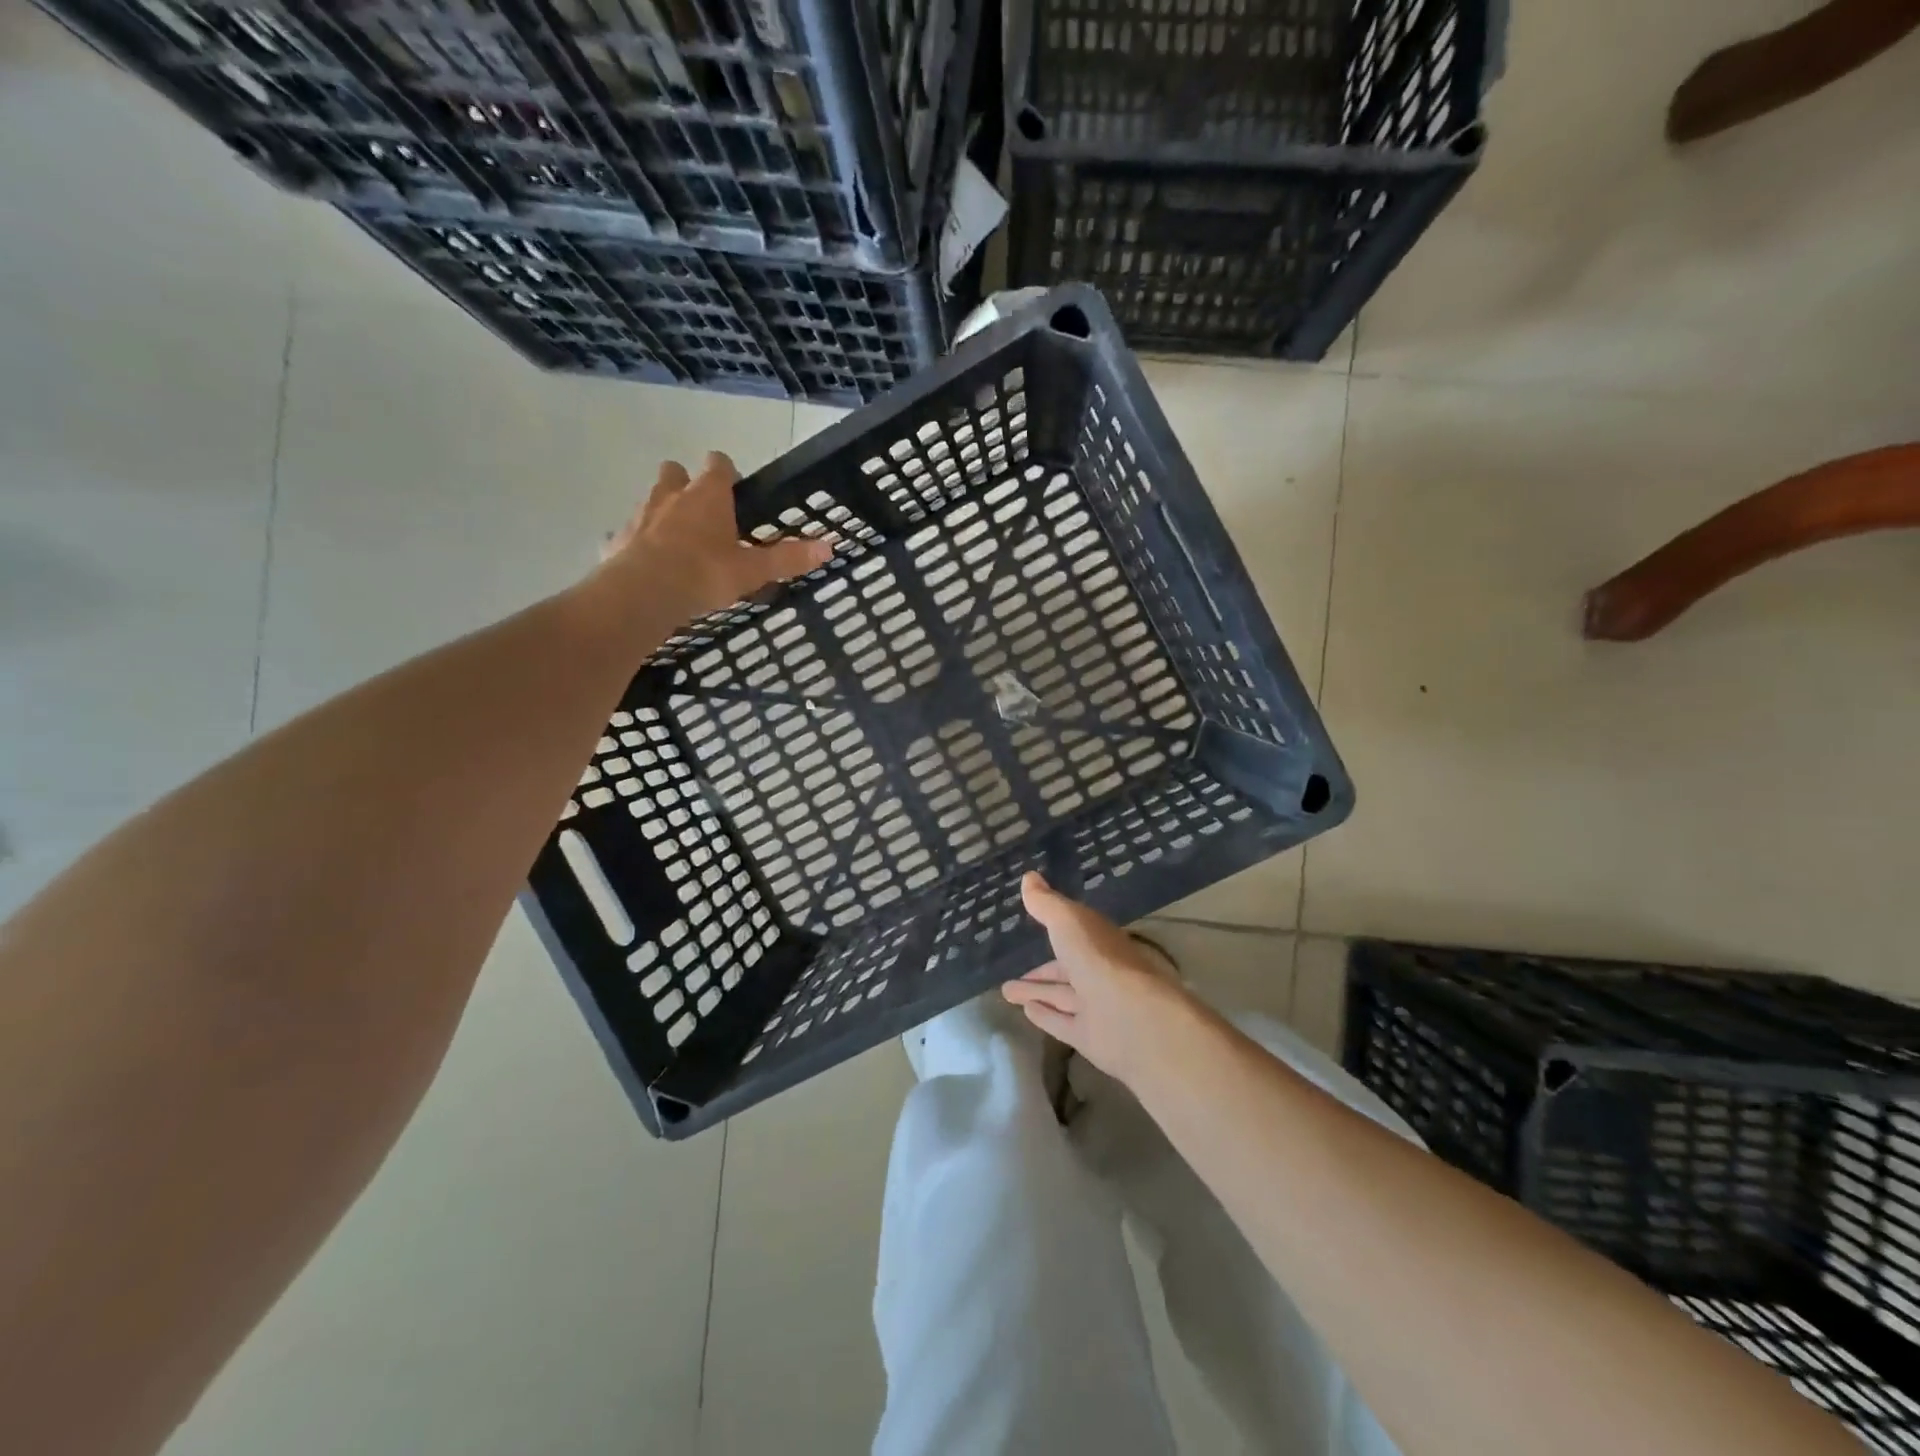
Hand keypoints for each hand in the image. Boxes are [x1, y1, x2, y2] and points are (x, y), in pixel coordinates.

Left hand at [600, 452, 830, 622]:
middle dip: (685, 483)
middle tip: (700, 510)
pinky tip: (645, 563)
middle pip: (674, 472)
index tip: (733, 485)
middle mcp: (671, 495)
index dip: (725, 470)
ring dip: (661, 511)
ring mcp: (640, 516)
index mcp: (708, 495)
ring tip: (676, 540)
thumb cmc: (705, 573)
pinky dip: (636, 543)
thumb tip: (829, 547)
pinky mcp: (616, 541)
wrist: (645, 592)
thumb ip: (788, 558)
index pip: (718, 463)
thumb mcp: (753, 570)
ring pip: (650, 501)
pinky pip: (627, 535)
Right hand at [1002, 871, 1195, 1086]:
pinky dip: (1045, 1016)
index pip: (1075, 934)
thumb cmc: (1099, 960)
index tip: (1033, 926)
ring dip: (1036, 993)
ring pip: (1061, 996)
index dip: (1055, 929)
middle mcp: (1099, 973)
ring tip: (1005, 991)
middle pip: (1065, 970)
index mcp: (1099, 942)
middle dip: (1040, 970)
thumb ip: (1047, 904)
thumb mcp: (1068, 922)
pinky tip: (1025, 1011)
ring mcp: (1096, 1007)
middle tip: (1009, 972)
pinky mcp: (1090, 1037)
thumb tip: (1028, 877)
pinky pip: (1062, 1023)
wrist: (1133, 1019)